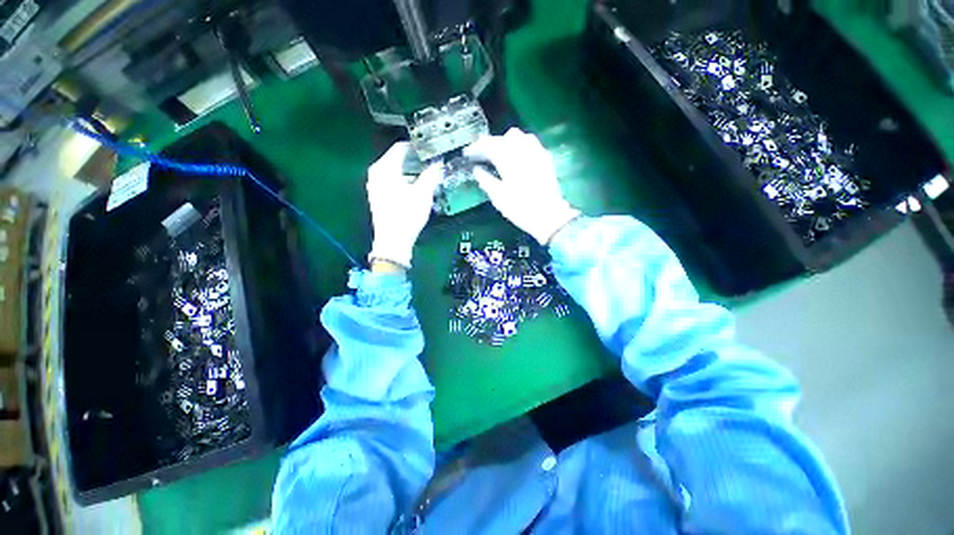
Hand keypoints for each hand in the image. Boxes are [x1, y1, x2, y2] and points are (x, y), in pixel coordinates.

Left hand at [367, 142, 441, 267]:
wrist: (393, 240)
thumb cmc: (407, 216)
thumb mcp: (423, 194)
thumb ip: (431, 175)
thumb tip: (438, 164)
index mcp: (385, 169)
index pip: (400, 148)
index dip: (416, 146)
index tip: (430, 148)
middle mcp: (376, 173)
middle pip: (396, 158)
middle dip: (414, 158)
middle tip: (430, 161)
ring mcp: (374, 185)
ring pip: (393, 170)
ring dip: (408, 169)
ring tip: (425, 173)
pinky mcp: (377, 196)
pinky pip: (390, 180)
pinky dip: (402, 178)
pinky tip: (413, 186)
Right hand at [465, 128, 579, 244]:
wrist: (549, 217)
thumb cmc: (521, 210)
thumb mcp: (499, 199)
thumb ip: (486, 181)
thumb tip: (477, 170)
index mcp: (510, 163)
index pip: (490, 145)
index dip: (478, 147)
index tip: (469, 153)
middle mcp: (524, 153)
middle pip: (506, 136)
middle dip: (493, 142)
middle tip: (484, 154)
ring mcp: (537, 155)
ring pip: (521, 136)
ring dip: (509, 141)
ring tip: (501, 153)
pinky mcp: (546, 160)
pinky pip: (533, 144)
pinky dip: (522, 146)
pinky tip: (518, 158)